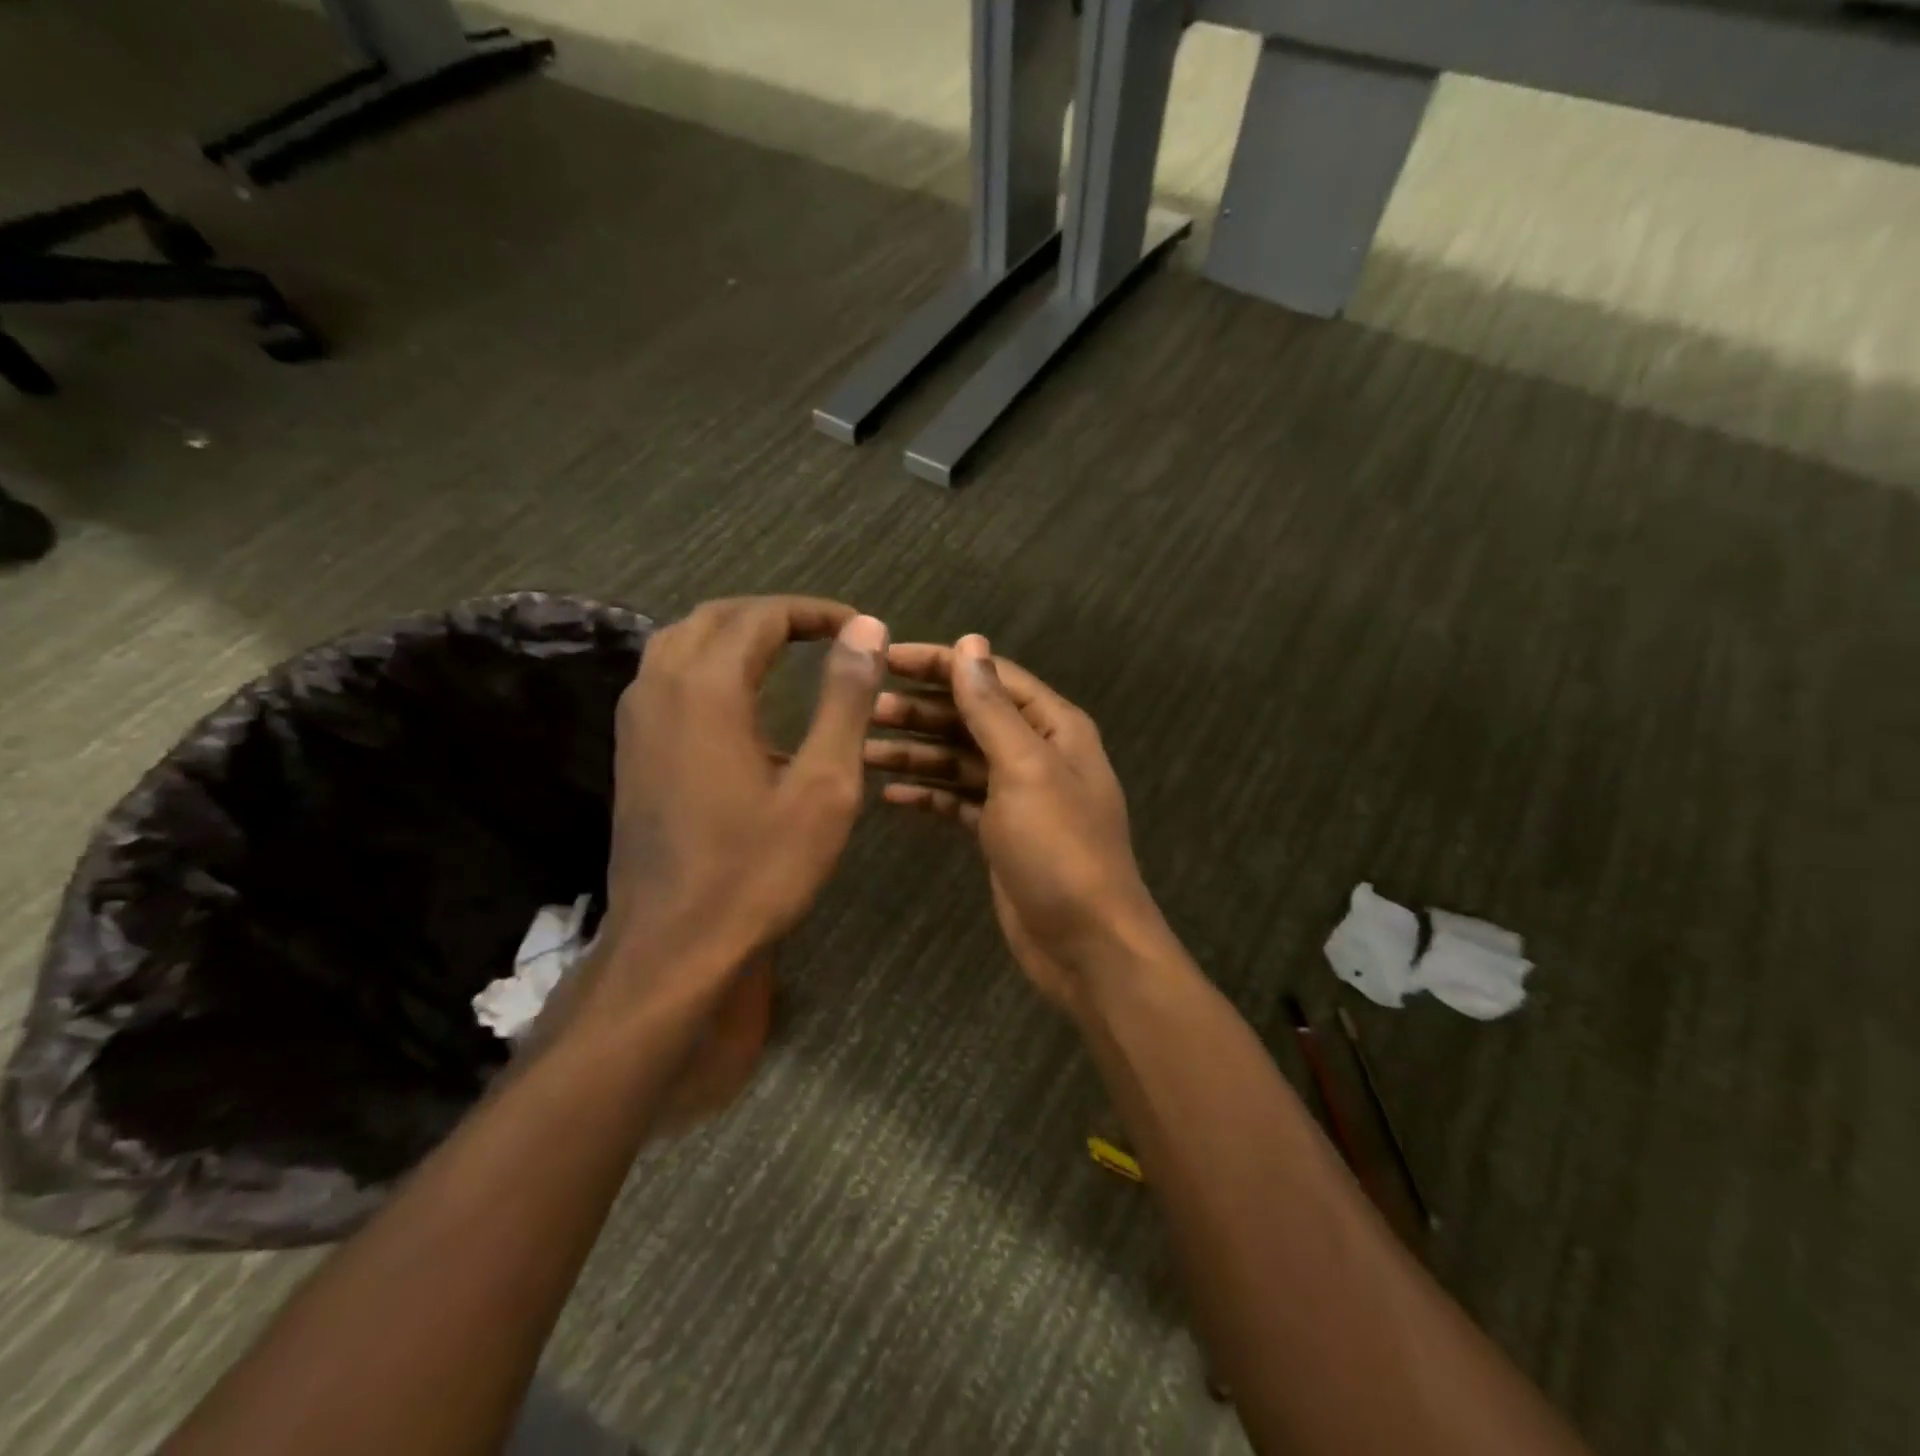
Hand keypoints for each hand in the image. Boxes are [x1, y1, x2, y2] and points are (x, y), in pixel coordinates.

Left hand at [593, 596, 888, 1027]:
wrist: (674, 945)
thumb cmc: (758, 869)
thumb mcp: (823, 785)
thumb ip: (845, 699)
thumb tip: (866, 629)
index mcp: (706, 689)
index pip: (761, 617)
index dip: (815, 613)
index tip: (860, 629)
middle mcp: (660, 688)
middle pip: (716, 618)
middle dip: (775, 617)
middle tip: (829, 635)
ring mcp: (636, 721)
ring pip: (682, 643)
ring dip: (737, 636)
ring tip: (788, 653)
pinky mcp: (631, 751)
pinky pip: (666, 678)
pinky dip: (709, 665)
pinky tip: (742, 701)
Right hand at [864, 635, 1166, 1015]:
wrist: (1085, 943)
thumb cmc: (1059, 848)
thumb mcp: (1025, 769)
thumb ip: (992, 708)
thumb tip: (969, 645)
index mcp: (1053, 727)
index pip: (990, 677)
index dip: (940, 663)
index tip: (885, 658)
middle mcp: (1037, 753)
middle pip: (971, 716)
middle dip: (921, 710)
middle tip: (866, 709)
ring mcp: (1018, 795)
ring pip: (959, 758)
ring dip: (917, 751)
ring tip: (864, 749)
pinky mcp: (1000, 832)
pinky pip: (958, 799)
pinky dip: (928, 793)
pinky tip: (891, 793)